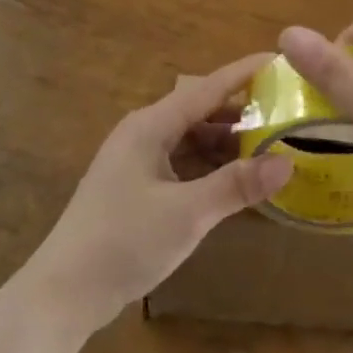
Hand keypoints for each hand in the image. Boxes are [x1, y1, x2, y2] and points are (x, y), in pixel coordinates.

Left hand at [23, 54, 294, 335]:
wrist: (64, 293)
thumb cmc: (123, 242)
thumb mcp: (187, 213)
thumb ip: (237, 185)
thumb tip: (287, 161)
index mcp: (151, 126)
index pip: (207, 88)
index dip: (245, 73)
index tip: (281, 59)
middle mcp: (144, 134)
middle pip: (201, 112)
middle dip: (242, 112)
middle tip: (288, 113)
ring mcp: (138, 162)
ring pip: (192, 140)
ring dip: (228, 144)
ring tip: (271, 147)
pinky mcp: (138, 188)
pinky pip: (183, 164)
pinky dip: (211, 168)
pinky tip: (238, 181)